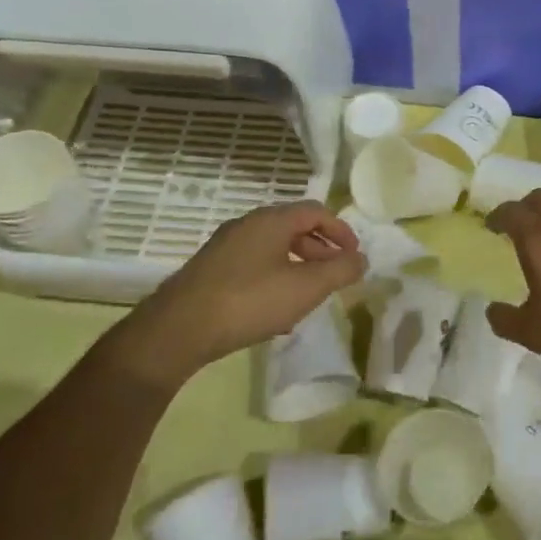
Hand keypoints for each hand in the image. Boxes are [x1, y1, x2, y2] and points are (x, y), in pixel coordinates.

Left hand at [118, 201, 363, 379]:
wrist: (179, 329)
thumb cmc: (250, 301)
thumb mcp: (306, 288)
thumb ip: (340, 271)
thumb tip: (361, 259)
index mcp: (272, 220)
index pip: (316, 210)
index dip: (341, 231)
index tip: (354, 256)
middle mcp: (247, 224)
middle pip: (294, 227)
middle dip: (320, 249)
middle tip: (335, 274)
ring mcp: (225, 247)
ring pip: (273, 248)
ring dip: (298, 265)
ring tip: (309, 296)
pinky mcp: (211, 270)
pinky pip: (254, 264)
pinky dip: (275, 277)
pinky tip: (276, 311)